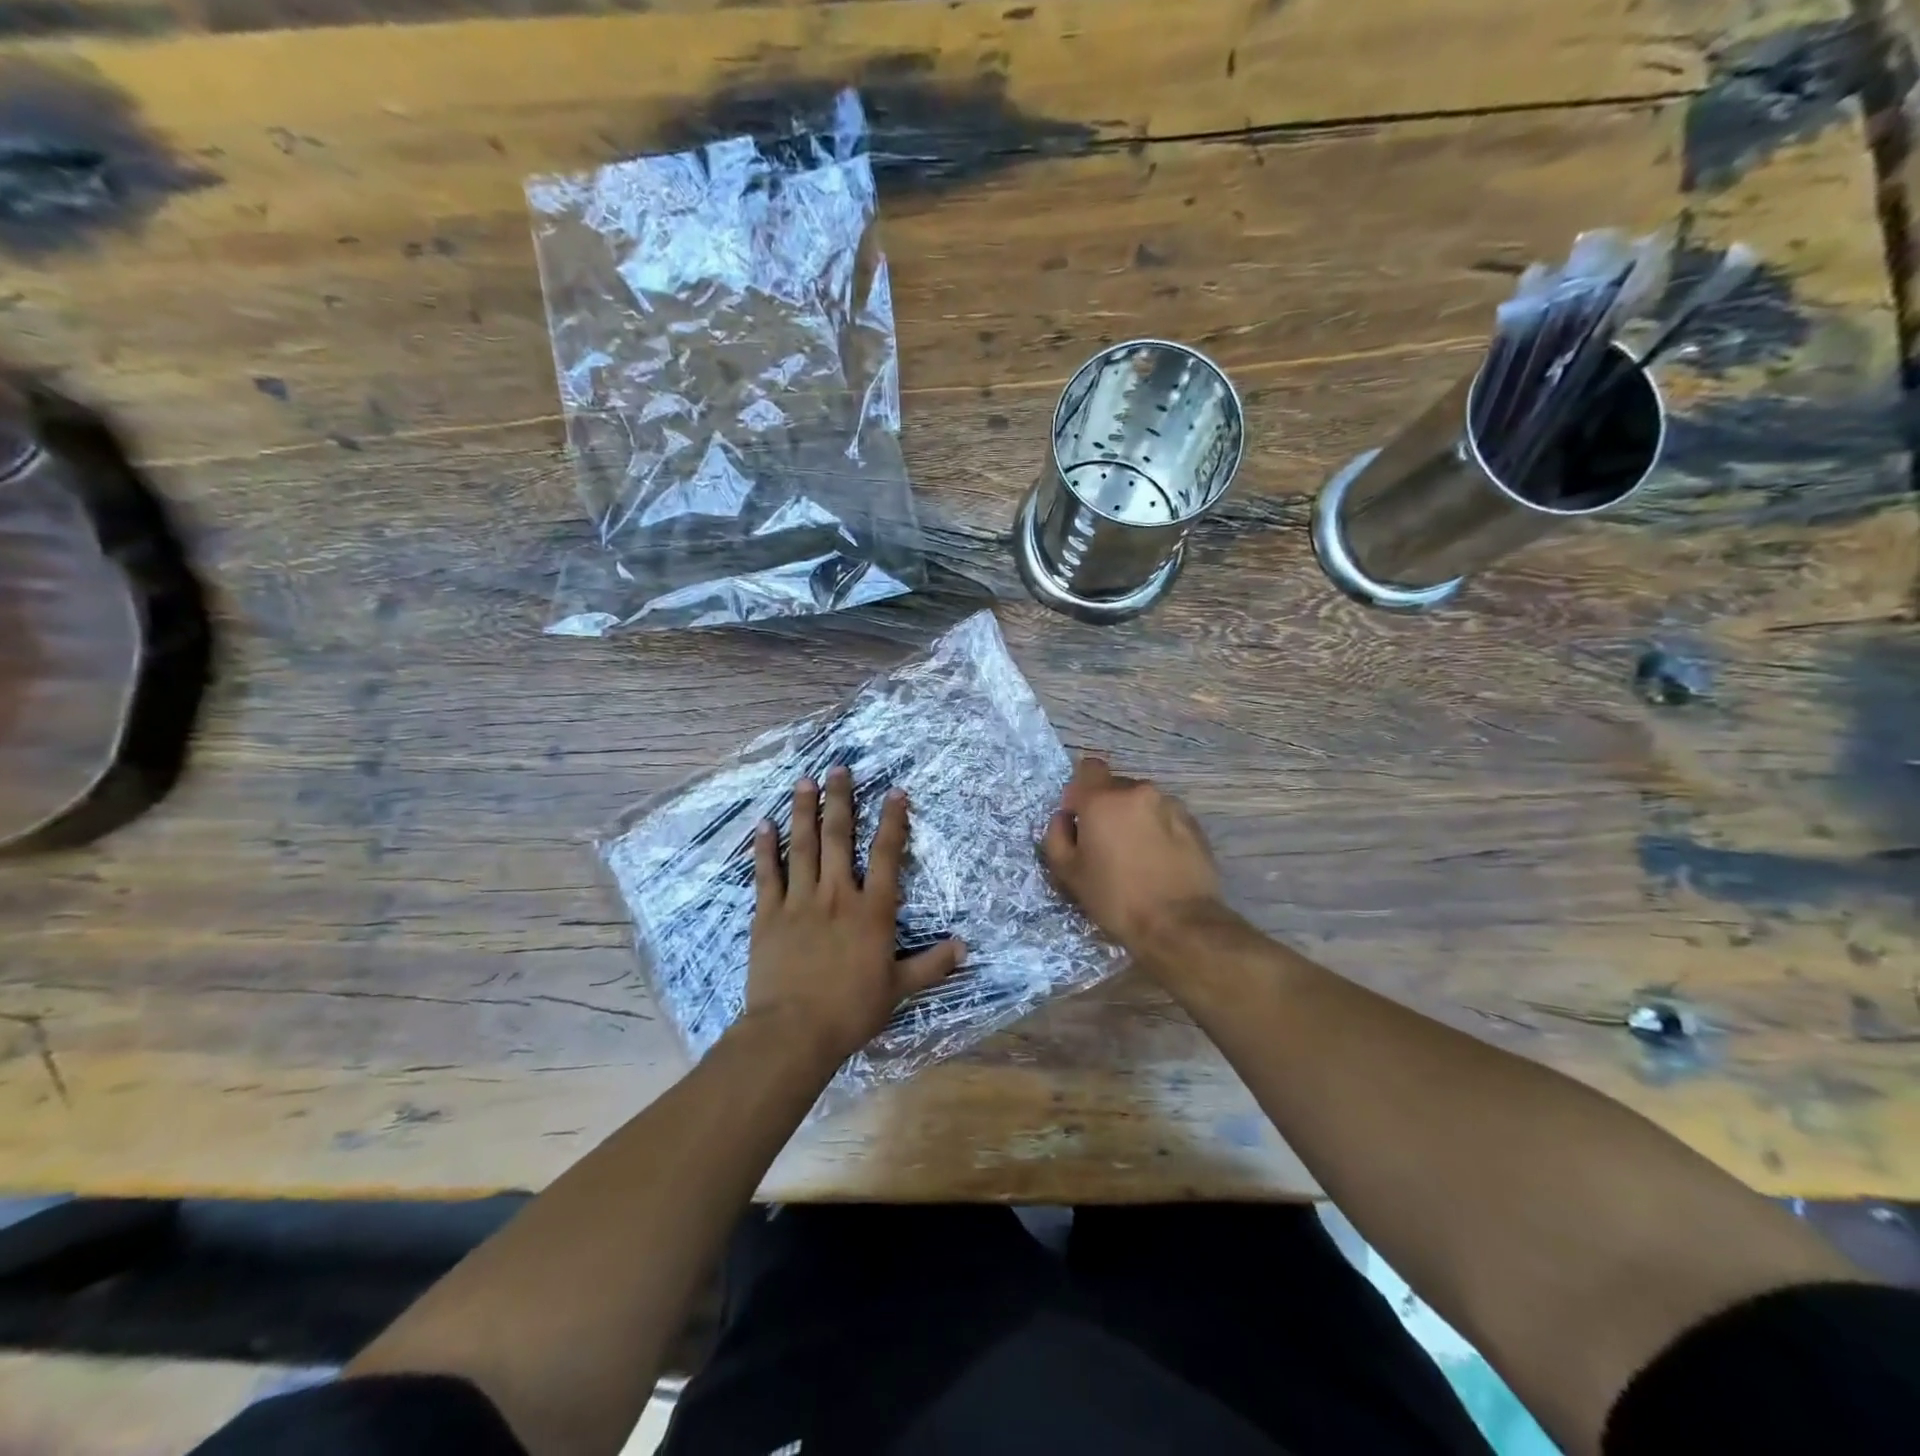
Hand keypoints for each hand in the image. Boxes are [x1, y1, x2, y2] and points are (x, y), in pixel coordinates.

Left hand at [742, 766, 964, 1069]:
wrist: (793, 1032)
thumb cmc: (851, 1011)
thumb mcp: (899, 990)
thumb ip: (932, 965)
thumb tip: (965, 947)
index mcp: (871, 910)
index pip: (886, 855)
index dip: (893, 821)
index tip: (895, 792)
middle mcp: (837, 894)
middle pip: (838, 837)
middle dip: (840, 799)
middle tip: (838, 769)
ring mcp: (799, 901)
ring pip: (802, 846)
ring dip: (804, 810)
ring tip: (805, 781)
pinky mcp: (768, 914)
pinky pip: (767, 873)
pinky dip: (765, 847)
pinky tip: (765, 824)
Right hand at [1040, 756, 1224, 952]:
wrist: (1179, 924)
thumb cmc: (1115, 897)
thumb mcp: (1068, 872)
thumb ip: (1057, 835)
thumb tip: (1065, 818)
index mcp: (1103, 799)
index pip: (1088, 768)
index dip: (1081, 790)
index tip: (1080, 819)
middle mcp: (1138, 791)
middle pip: (1115, 787)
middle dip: (1108, 808)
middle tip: (1107, 844)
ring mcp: (1170, 805)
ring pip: (1142, 803)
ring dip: (1135, 819)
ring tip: (1137, 855)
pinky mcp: (1194, 824)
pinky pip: (1165, 817)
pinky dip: (1158, 830)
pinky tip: (1158, 861)